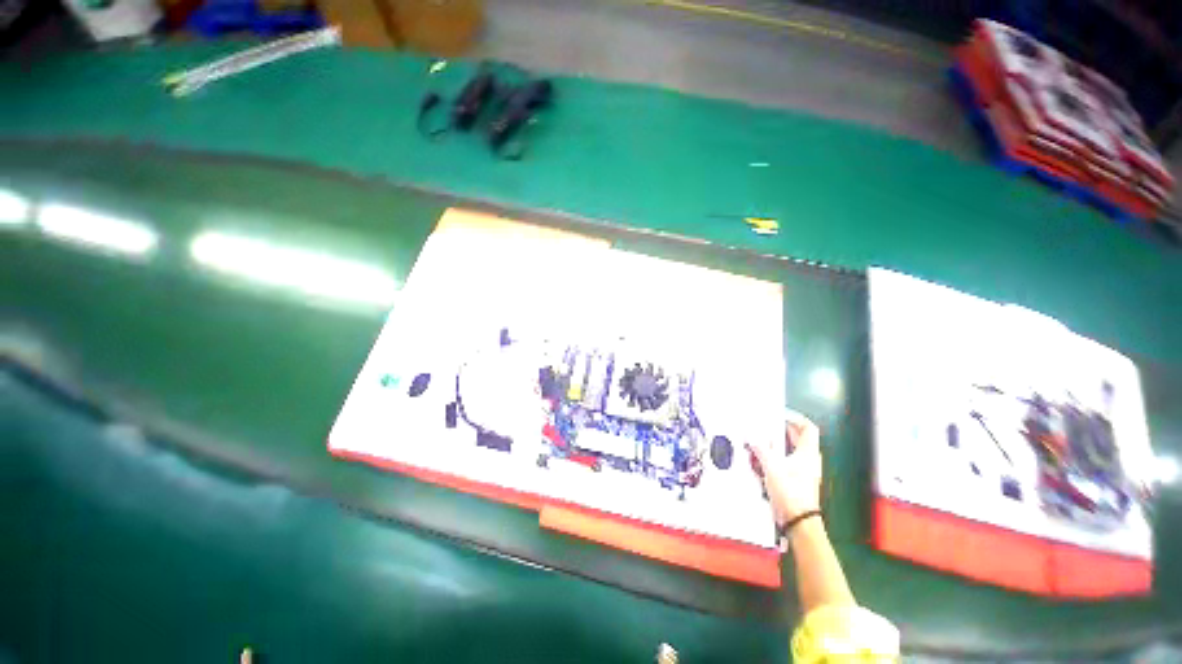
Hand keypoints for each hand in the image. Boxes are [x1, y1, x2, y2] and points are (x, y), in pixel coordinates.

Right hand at [748, 409, 821, 524]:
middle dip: (780, 430)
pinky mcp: (795, 480)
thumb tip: (752, 438)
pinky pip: (785, 461)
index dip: (795, 418)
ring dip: (775, 443)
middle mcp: (808, 460)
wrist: (798, 521)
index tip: (779, 414)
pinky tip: (760, 458)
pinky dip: (774, 456)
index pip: (808, 428)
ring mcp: (803, 470)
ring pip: (790, 449)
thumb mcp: (772, 467)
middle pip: (797, 438)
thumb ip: (761, 449)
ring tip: (759, 440)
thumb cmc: (790, 492)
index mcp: (808, 453)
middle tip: (764, 425)